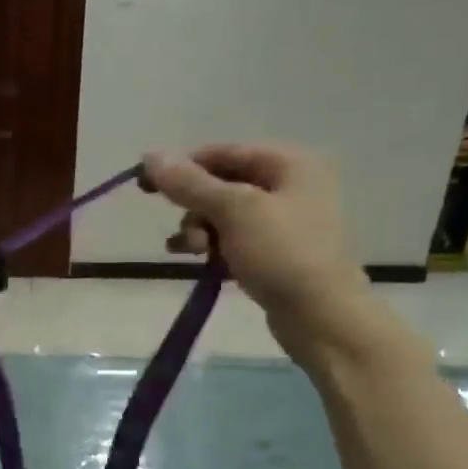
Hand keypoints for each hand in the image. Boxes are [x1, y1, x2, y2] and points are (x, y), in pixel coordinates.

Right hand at [141, 143, 376, 364]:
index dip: (183, 167)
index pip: (223, 152)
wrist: (321, 315)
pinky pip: (234, 237)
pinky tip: (197, 260)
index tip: (146, 187)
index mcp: (290, 163)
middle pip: (222, 183)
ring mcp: (285, 220)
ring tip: (193, 252)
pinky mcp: (277, 250)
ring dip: (199, 229)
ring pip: (224, 213)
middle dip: (194, 207)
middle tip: (185, 234)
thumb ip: (190, 183)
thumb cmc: (282, 254)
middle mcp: (291, 184)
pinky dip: (213, 245)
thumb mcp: (233, 211)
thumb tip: (150, 155)